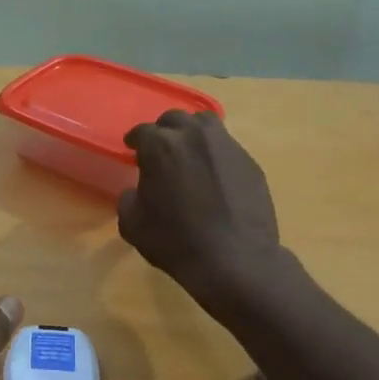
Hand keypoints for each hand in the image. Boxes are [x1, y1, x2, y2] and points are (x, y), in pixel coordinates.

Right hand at [119, 111, 282, 305]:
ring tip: (189, 154)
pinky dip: (215, 155)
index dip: (134, 141)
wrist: (234, 260)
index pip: (141, 132)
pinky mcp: (249, 161)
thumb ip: (128, 199)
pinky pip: (226, 147)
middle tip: (160, 151)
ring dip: (192, 134)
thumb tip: (137, 190)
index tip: (131, 150)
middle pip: (174, 119)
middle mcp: (194, 136)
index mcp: (161, 146)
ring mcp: (226, 145)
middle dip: (163, 131)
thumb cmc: (176, 242)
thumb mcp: (133, 225)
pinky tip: (214, 176)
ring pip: (205, 125)